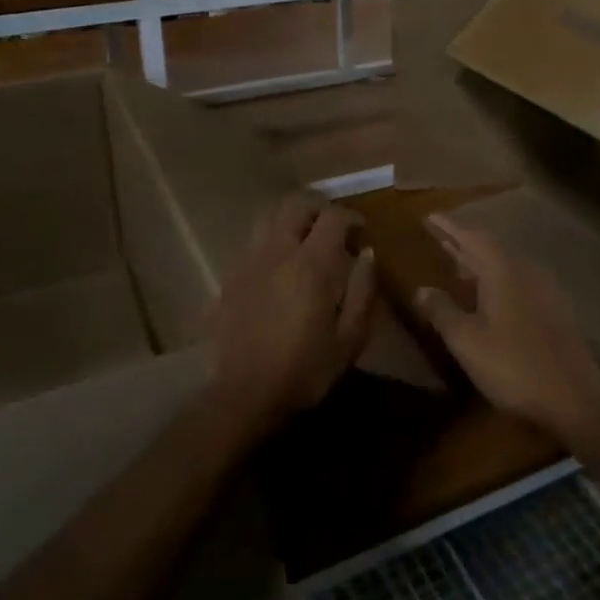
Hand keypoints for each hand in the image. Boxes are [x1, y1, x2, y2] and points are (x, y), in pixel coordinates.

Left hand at [205, 193, 376, 439]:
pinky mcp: (231, 277)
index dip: (351, 217)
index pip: (333, 217)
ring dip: (290, 218)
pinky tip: (279, 266)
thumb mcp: (350, 338)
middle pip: (295, 205)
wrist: (244, 394)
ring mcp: (249, 262)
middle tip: (333, 227)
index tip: (361, 231)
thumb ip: (363, 291)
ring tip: (304, 238)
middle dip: (318, 207)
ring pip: (268, 217)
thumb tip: (367, 255)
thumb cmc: (305, 369)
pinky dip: (271, 240)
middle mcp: (278, 252)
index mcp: (311, 264)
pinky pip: (253, 243)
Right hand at [415, 215, 599, 446]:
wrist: (575, 398)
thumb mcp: (466, 340)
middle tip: (438, 237)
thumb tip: (421, 288)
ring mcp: (544, 290)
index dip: (448, 227)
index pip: (472, 237)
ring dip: (480, 262)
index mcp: (503, 270)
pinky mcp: (555, 310)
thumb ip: (442, 311)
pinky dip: (497, 280)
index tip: (428, 217)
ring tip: (458, 264)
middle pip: (490, 248)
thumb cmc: (513, 365)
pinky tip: (489, 295)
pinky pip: (519, 281)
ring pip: (506, 265)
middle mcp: (526, 270)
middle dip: (462, 242)